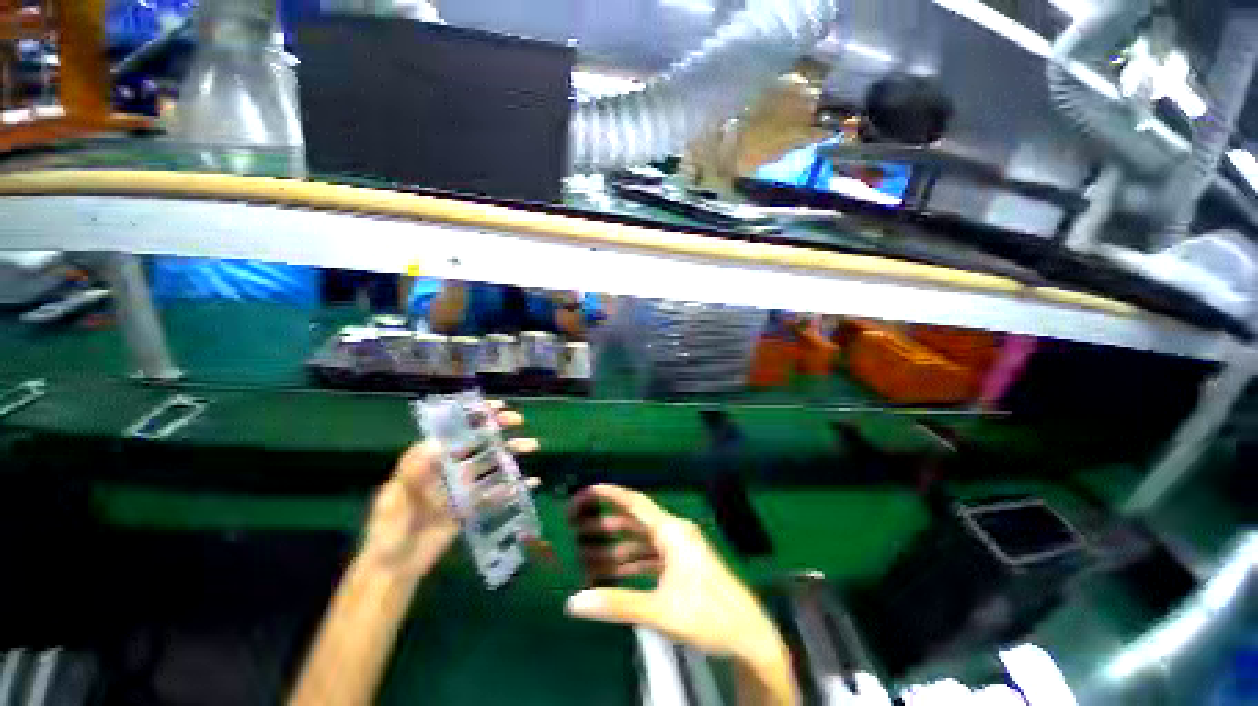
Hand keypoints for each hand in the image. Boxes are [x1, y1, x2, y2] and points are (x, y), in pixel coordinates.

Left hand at [361, 403, 538, 580]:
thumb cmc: (387, 530)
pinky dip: (514, 487)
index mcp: (429, 461)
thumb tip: (438, 442)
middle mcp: (449, 469)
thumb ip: (414, 473)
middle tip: (517, 420)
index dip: (473, 415)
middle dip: (497, 427)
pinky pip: (496, 494)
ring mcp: (463, 488)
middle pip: (477, 442)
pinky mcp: (472, 507)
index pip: (453, 430)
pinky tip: (531, 482)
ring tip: (531, 446)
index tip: (495, 406)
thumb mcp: (394, 499)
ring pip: (491, 464)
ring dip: (511, 452)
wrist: (393, 570)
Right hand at [563, 485, 785, 665]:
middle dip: (605, 525)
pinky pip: (650, 556)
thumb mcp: (660, 611)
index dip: (611, 494)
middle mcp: (674, 533)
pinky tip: (612, 574)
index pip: (636, 503)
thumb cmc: (708, 614)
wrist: (747, 634)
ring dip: (615, 548)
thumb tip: (575, 602)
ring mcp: (679, 549)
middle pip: (634, 522)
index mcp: (672, 532)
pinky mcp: (681, 565)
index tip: (588, 491)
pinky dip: (630, 562)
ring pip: (640, 541)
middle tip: (577, 527)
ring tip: (586, 556)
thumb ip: (617, 604)